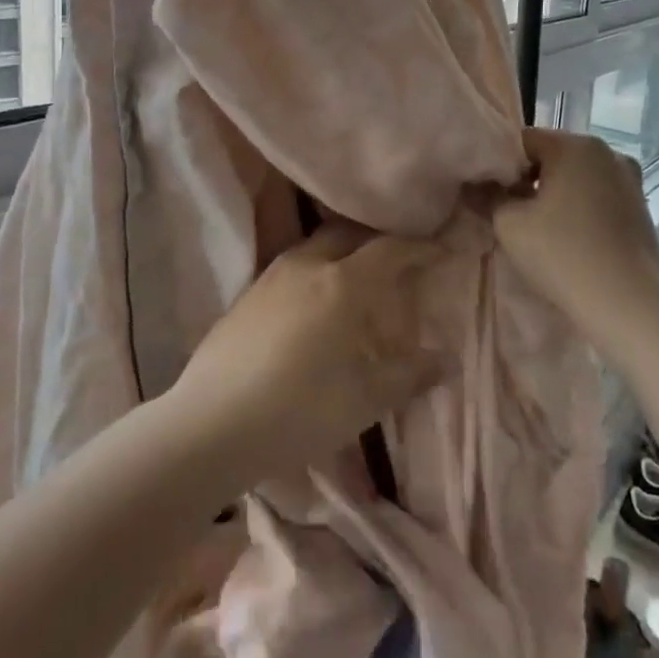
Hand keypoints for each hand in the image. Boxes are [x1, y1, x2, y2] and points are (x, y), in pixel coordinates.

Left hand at [166, 224, 453, 488]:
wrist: (212, 423)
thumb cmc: (300, 411)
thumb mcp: (365, 400)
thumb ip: (409, 375)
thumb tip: (445, 359)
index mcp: (342, 283)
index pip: (390, 249)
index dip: (421, 247)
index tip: (444, 249)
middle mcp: (307, 264)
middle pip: (350, 234)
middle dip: (378, 240)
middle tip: (400, 259)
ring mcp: (272, 274)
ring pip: (317, 245)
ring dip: (344, 252)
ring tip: (358, 278)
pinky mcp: (248, 292)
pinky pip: (293, 265)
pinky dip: (317, 269)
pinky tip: (315, 300)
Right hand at [490, 128, 658, 330]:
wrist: (629, 306)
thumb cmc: (563, 255)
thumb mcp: (509, 224)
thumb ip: (487, 195)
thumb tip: (473, 184)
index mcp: (574, 145)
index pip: (522, 140)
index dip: (499, 165)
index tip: (489, 194)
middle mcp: (606, 151)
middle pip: (551, 155)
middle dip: (527, 178)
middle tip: (508, 211)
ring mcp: (629, 179)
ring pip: (575, 175)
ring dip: (553, 192)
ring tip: (538, 227)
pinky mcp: (640, 206)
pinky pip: (596, 194)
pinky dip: (577, 206)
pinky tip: (568, 236)